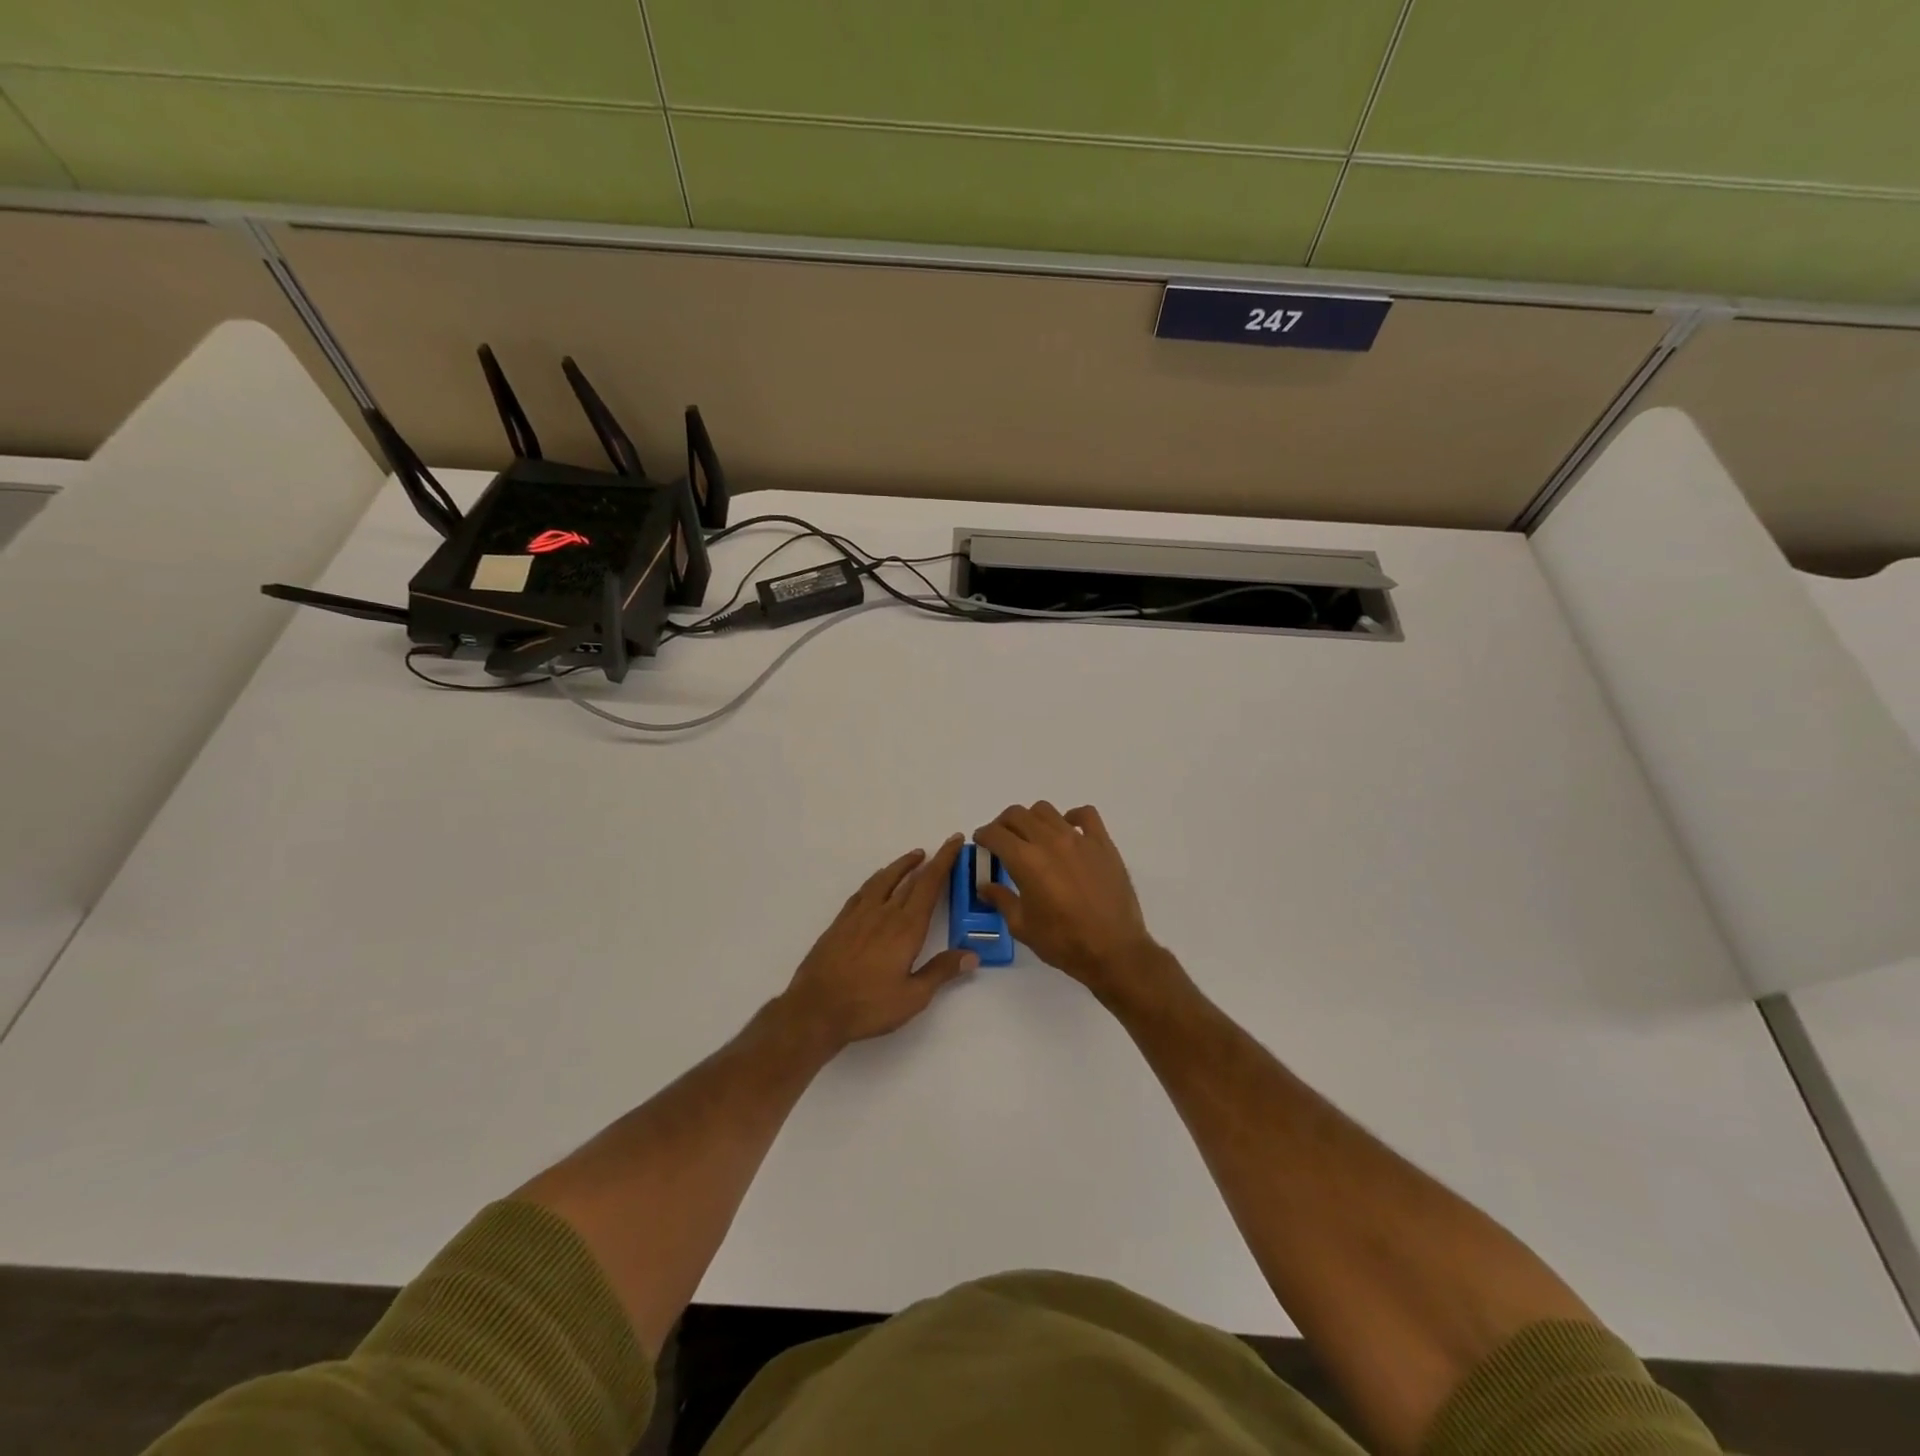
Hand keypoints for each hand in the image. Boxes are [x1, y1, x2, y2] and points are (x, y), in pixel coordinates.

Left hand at [781, 835, 975, 1051]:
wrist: (815, 1009)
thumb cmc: (869, 1005)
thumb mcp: (913, 997)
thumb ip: (941, 972)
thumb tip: (972, 954)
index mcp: (906, 928)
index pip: (930, 885)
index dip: (944, 861)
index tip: (954, 841)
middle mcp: (884, 913)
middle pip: (910, 879)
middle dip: (930, 861)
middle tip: (942, 848)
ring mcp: (859, 915)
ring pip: (884, 879)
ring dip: (901, 865)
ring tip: (914, 857)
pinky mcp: (841, 922)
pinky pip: (863, 891)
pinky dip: (877, 880)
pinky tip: (878, 883)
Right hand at [973, 803, 1164, 997]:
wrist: (1114, 951)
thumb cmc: (1063, 942)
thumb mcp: (1022, 926)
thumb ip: (1001, 899)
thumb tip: (985, 886)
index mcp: (1026, 861)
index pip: (996, 834)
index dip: (983, 835)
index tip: (981, 842)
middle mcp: (1050, 841)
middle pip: (1017, 815)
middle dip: (1003, 824)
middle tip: (1002, 840)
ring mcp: (1079, 839)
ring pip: (1046, 810)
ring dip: (1032, 819)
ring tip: (1033, 836)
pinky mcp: (1102, 843)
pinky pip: (1086, 814)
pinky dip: (1072, 816)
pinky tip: (1068, 831)